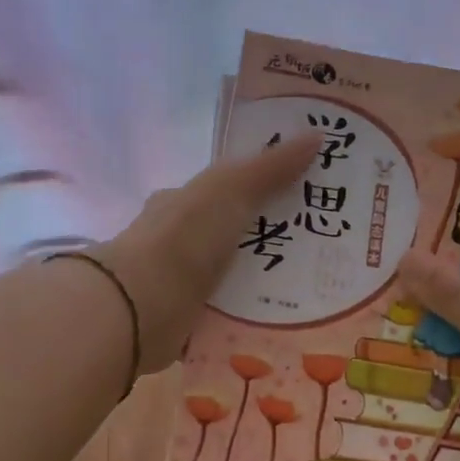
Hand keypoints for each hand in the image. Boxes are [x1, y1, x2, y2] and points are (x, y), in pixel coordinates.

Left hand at [90, 134, 319, 372]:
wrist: (141, 305)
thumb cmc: (185, 238)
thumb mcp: (231, 189)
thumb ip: (270, 167)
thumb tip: (316, 135)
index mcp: (180, 203)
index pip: (222, 192)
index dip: (259, 192)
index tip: (301, 202)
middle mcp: (176, 242)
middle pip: (230, 238)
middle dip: (267, 242)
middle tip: (318, 251)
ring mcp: (177, 285)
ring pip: (228, 280)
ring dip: (260, 285)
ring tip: (311, 293)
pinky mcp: (183, 324)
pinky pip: (224, 319)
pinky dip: (246, 321)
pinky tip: (281, 325)